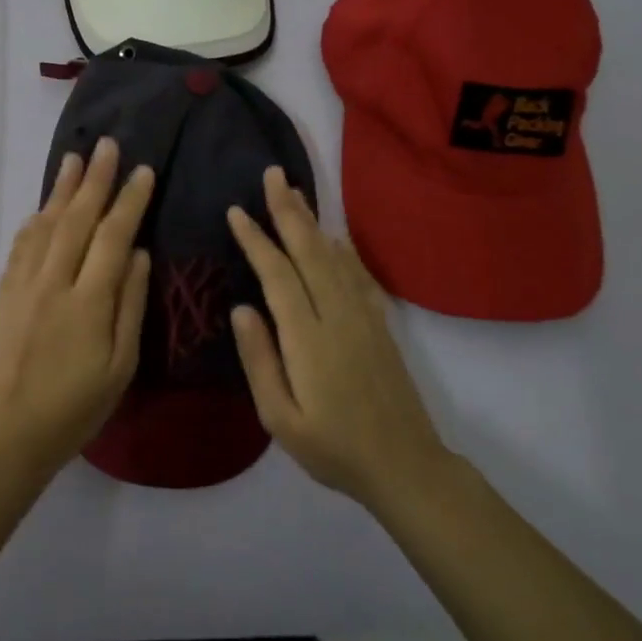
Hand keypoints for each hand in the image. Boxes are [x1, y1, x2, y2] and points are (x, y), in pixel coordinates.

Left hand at [0, 137, 153, 474]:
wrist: (11, 433)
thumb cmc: (77, 405)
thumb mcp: (121, 364)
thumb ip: (130, 304)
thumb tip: (140, 253)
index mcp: (89, 300)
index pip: (114, 236)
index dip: (130, 201)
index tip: (142, 171)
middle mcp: (54, 282)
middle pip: (78, 219)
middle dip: (95, 180)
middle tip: (107, 145)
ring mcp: (24, 285)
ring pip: (46, 225)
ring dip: (62, 190)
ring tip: (75, 159)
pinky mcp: (5, 294)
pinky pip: (21, 246)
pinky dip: (35, 221)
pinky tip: (43, 207)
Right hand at [226, 166, 451, 509]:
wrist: (405, 466)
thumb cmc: (333, 449)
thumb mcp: (281, 418)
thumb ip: (259, 361)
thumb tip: (242, 308)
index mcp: (307, 338)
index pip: (277, 275)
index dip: (256, 240)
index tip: (236, 211)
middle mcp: (337, 315)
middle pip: (309, 251)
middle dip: (288, 210)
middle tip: (272, 174)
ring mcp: (363, 317)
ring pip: (333, 256)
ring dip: (312, 222)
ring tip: (294, 192)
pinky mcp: (380, 325)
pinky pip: (358, 275)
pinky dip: (343, 249)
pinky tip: (334, 237)